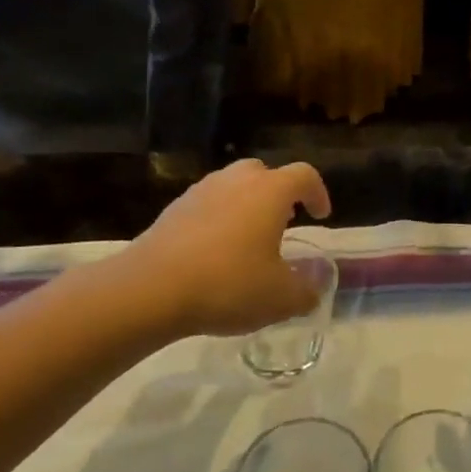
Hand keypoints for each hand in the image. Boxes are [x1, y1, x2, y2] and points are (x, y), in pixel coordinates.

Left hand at [84, 160, 331, 340]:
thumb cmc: (228, 284)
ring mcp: (201, 191)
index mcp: (270, 192)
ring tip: (248, 238)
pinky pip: (207, 204)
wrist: (150, 289)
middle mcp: (237, 181)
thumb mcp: (280, 299)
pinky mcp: (173, 209)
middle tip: (284, 221)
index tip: (321, 215)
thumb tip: (314, 289)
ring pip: (232, 186)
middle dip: (279, 193)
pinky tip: (215, 252)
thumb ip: (305, 292)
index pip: (305, 176)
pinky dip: (218, 218)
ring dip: (246, 204)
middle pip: (265, 172)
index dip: (318, 193)